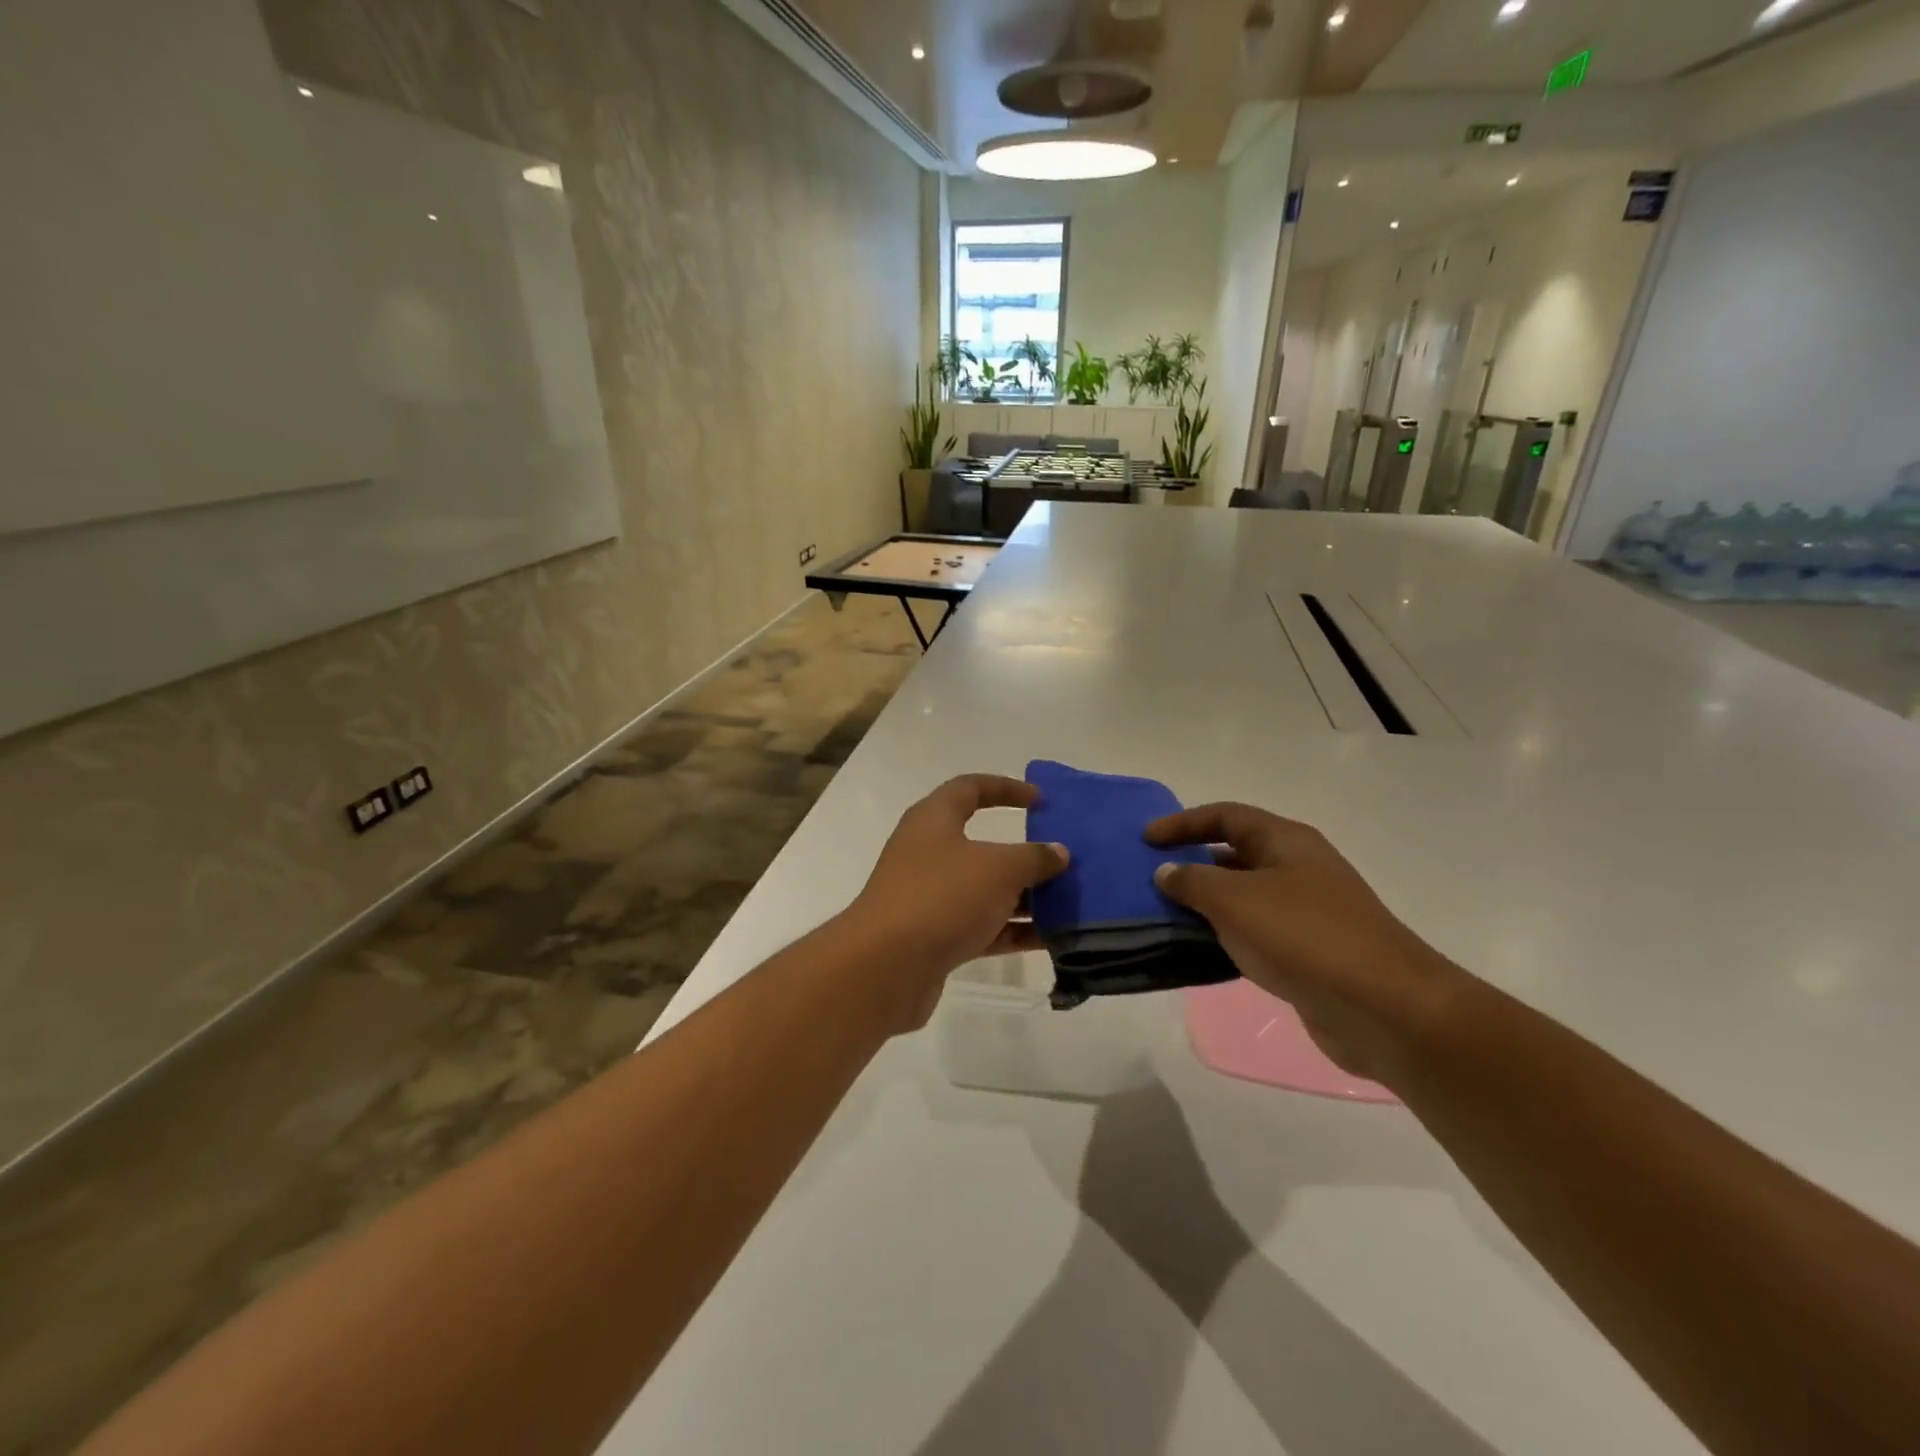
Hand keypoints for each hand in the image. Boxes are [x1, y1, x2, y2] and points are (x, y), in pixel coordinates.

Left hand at [844, 775, 1068, 1028]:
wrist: (886, 967)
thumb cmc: (942, 897)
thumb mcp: (998, 868)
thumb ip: (1033, 858)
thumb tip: (1057, 852)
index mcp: (934, 820)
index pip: (970, 788)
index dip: (1006, 788)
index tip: (1041, 801)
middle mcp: (928, 853)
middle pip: (982, 844)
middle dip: (1024, 854)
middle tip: (1062, 860)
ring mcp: (929, 897)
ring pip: (984, 889)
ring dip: (1023, 896)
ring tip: (1067, 903)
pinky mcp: (934, 937)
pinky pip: (981, 926)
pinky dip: (1011, 929)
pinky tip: (1049, 938)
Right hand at [1146, 804, 1467, 1084]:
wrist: (1385, 1008)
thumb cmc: (1305, 937)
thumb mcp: (1236, 901)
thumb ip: (1193, 881)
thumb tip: (1166, 871)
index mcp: (1286, 841)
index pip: (1225, 815)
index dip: (1183, 822)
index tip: (1146, 840)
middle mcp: (1297, 868)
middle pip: (1234, 853)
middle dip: (1192, 863)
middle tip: (1152, 879)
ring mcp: (1306, 911)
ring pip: (1243, 896)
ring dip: (1206, 903)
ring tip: (1165, 916)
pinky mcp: (1308, 951)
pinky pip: (1255, 932)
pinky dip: (1225, 935)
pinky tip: (1200, 952)